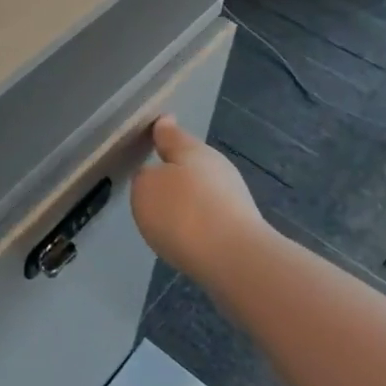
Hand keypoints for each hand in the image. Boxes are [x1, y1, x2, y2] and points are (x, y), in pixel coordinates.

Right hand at [131, 115, 266, 275]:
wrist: (236, 261)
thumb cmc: (183, 213)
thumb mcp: (146, 189)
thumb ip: (144, 177)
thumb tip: (154, 177)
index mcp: (192, 150)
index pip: (171, 134)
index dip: (161, 130)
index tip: (158, 124)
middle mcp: (216, 167)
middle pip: (190, 162)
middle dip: (174, 169)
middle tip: (155, 178)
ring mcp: (234, 198)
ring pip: (203, 190)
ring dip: (187, 198)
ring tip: (167, 214)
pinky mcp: (242, 229)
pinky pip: (211, 217)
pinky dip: (197, 222)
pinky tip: (186, 237)